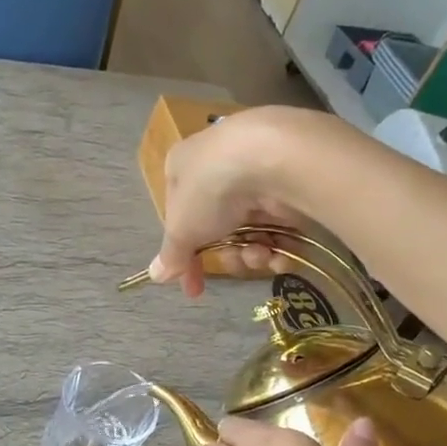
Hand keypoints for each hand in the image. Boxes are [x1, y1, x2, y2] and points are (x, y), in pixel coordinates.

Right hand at [149, 108, 325, 296]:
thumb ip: (172, 255)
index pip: (180, 218)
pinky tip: (281, 253)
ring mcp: (256, 175)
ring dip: (254, 253)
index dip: (185, 257)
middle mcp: (218, 167)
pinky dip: (280, 245)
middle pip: (219, 229)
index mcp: (183, 168)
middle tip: (236, 263)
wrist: (272, 157)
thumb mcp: (181, 229)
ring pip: (251, 230)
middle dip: (229, 255)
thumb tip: (156, 275)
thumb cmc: (210, 189)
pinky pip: (280, 224)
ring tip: (262, 253)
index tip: (193, 288)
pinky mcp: (290, 184)